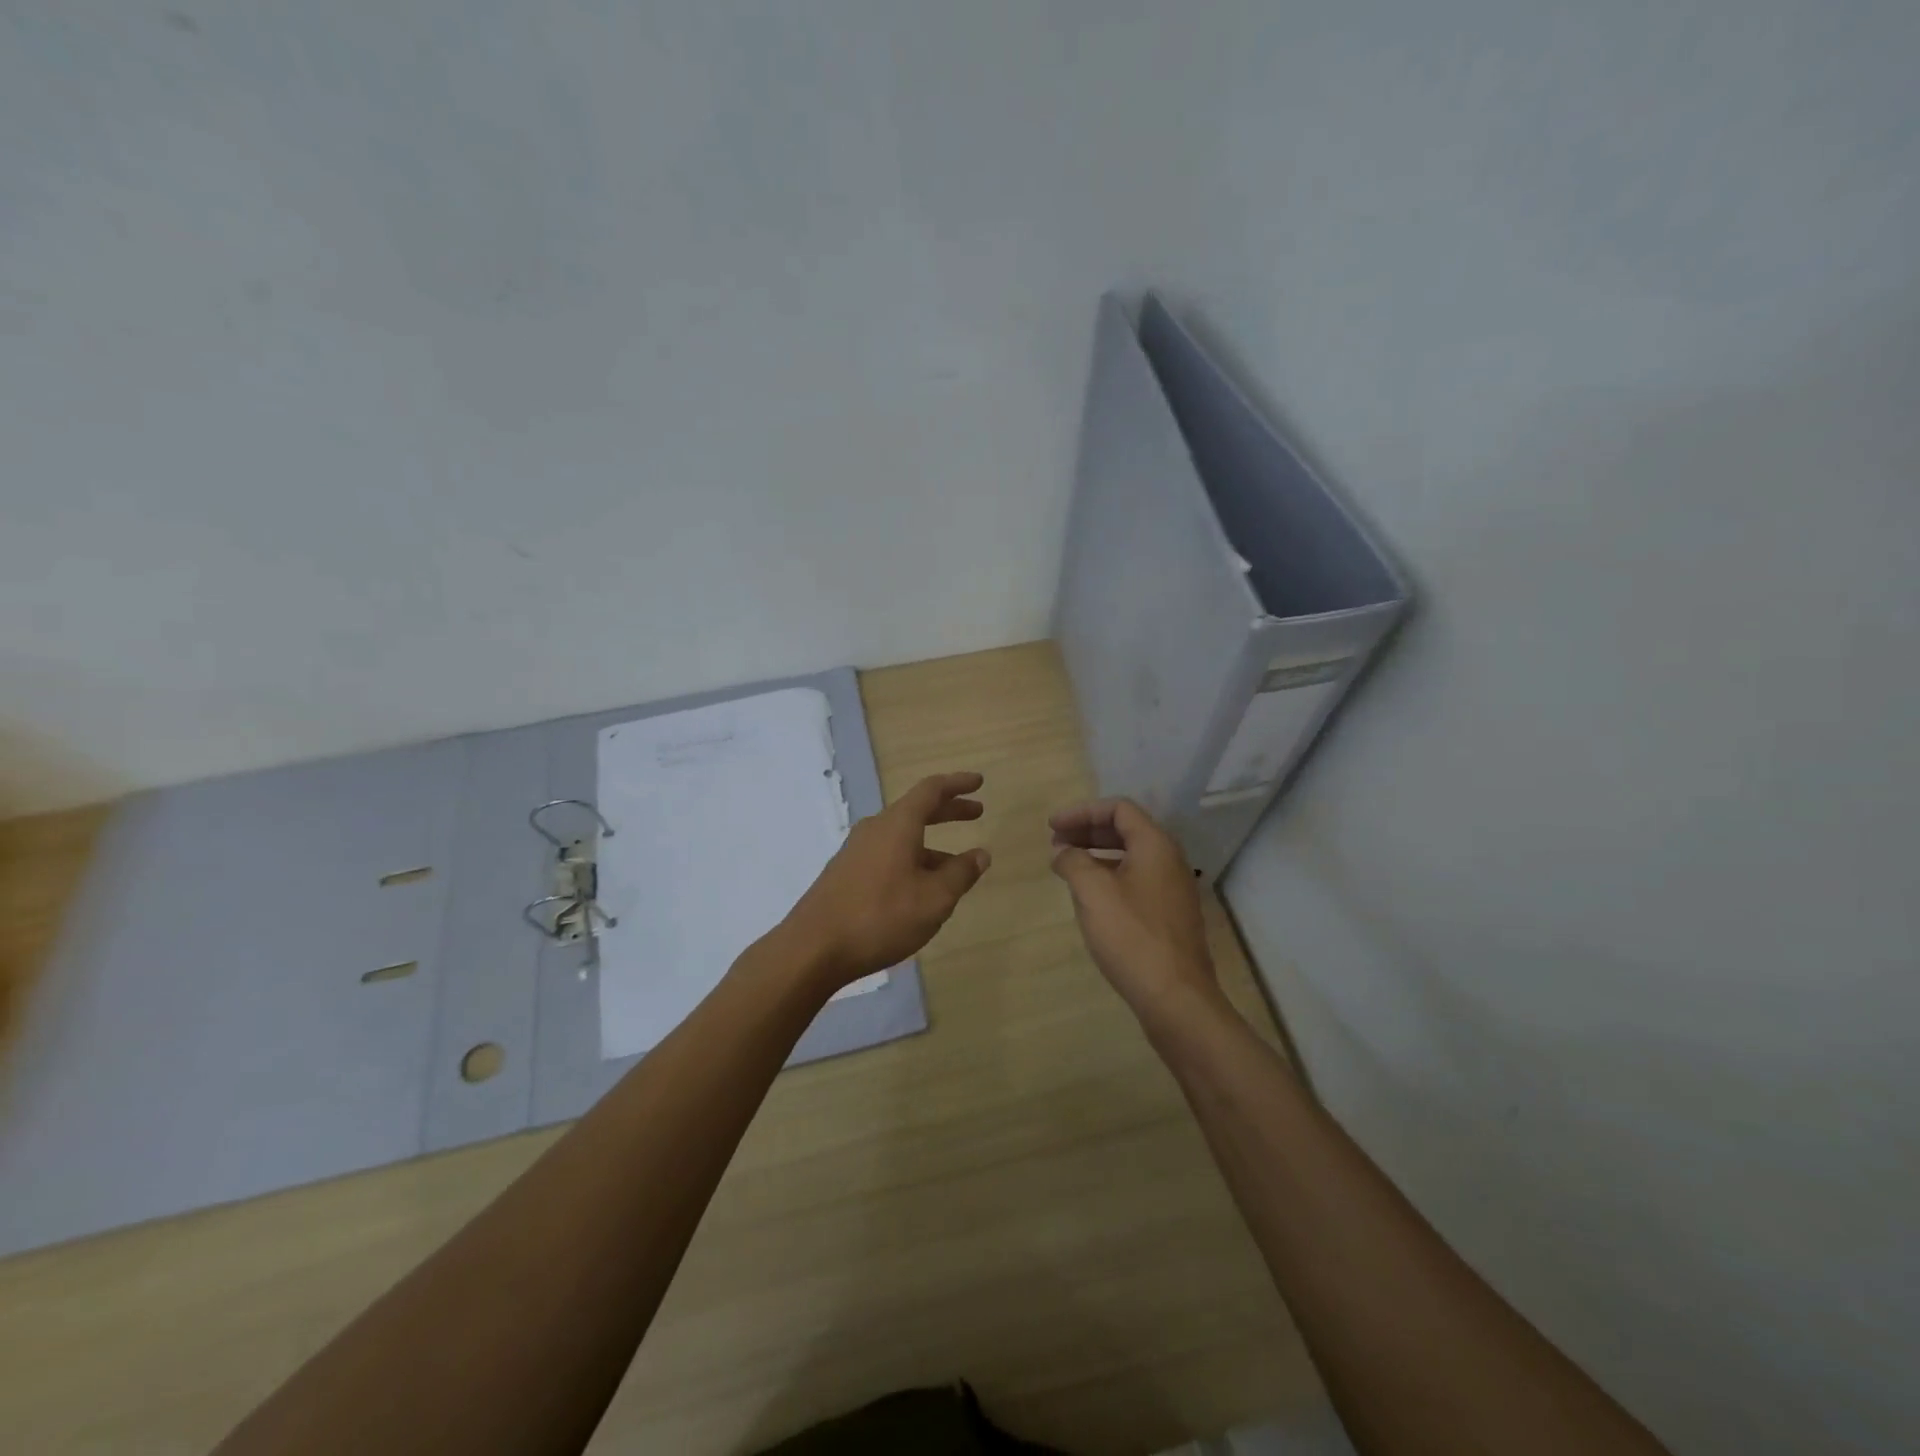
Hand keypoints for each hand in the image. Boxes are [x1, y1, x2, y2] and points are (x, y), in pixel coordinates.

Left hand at [780, 771, 990, 989]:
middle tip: (976, 813)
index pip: (931, 790)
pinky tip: (921, 889)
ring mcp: (856, 851)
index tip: (979, 782)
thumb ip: (961, 873)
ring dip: (931, 844)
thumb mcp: (934, 899)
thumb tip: (981, 854)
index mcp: (897, 825)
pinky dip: (912, 860)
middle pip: (916, 810)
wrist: (813, 948)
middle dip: (948, 810)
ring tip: (957, 867)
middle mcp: (875, 829)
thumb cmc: (881, 917)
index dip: (957, 784)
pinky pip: (887, 855)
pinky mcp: (845, 873)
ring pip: (902, 837)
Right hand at [1049, 798, 1215, 1016]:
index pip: (1119, 808)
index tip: (1052, 827)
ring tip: (1066, 867)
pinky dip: (1109, 877)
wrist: (1176, 997)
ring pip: (1130, 857)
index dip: (1082, 812)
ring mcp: (1172, 889)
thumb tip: (1063, 851)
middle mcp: (1169, 860)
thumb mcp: (1093, 892)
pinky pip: (1136, 880)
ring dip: (1096, 855)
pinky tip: (1089, 897)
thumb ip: (1073, 862)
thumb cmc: (1132, 936)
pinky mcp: (1169, 915)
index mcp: (1155, 845)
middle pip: (1125, 830)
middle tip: (1054, 843)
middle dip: (1086, 831)